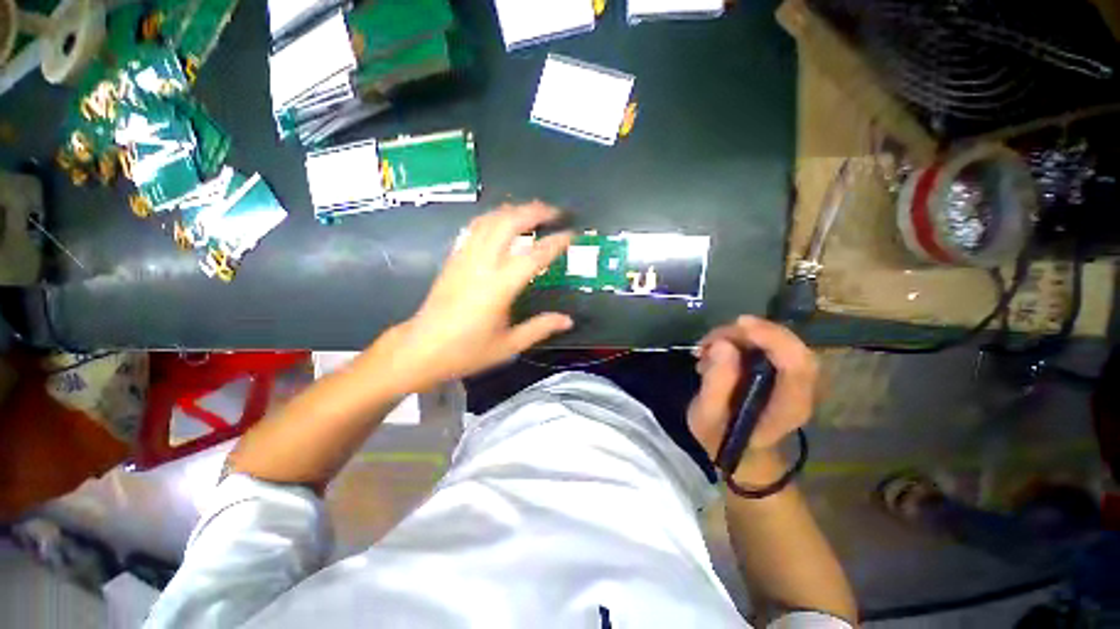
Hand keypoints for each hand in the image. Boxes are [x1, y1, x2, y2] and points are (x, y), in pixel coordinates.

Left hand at [366, 202, 573, 393]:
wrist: (421, 349)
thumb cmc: (466, 351)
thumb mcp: (509, 345)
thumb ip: (540, 328)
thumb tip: (568, 320)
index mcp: (498, 287)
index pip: (533, 256)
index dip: (555, 243)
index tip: (572, 234)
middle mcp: (481, 265)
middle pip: (508, 223)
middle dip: (534, 211)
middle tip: (555, 212)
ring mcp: (464, 258)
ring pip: (489, 220)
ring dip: (514, 210)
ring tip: (533, 211)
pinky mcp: (453, 258)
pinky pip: (475, 228)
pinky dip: (493, 218)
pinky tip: (502, 222)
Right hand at [687, 316, 817, 478]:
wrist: (736, 448)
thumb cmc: (720, 437)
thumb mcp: (707, 417)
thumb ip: (716, 385)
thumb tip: (722, 345)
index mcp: (789, 407)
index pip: (798, 365)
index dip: (773, 338)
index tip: (739, 326)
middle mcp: (799, 389)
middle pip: (789, 346)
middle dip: (748, 333)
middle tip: (710, 338)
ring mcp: (790, 377)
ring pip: (774, 339)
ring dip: (736, 335)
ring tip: (704, 348)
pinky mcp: (777, 368)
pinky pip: (763, 342)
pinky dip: (735, 339)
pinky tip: (712, 350)